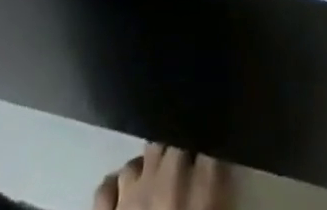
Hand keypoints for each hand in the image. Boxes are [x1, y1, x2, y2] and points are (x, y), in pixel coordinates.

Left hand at [94, 144, 230, 209]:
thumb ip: (219, 192)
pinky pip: (106, 189)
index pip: (209, 140)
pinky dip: (115, 188)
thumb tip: (220, 164)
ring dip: (148, 165)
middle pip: (173, 138)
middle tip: (186, 152)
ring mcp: (130, 197)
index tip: (212, 130)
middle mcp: (166, 183)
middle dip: (180, 141)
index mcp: (201, 190)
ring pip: (139, 158)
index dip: (210, 132)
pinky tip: (123, 191)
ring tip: (156, 174)